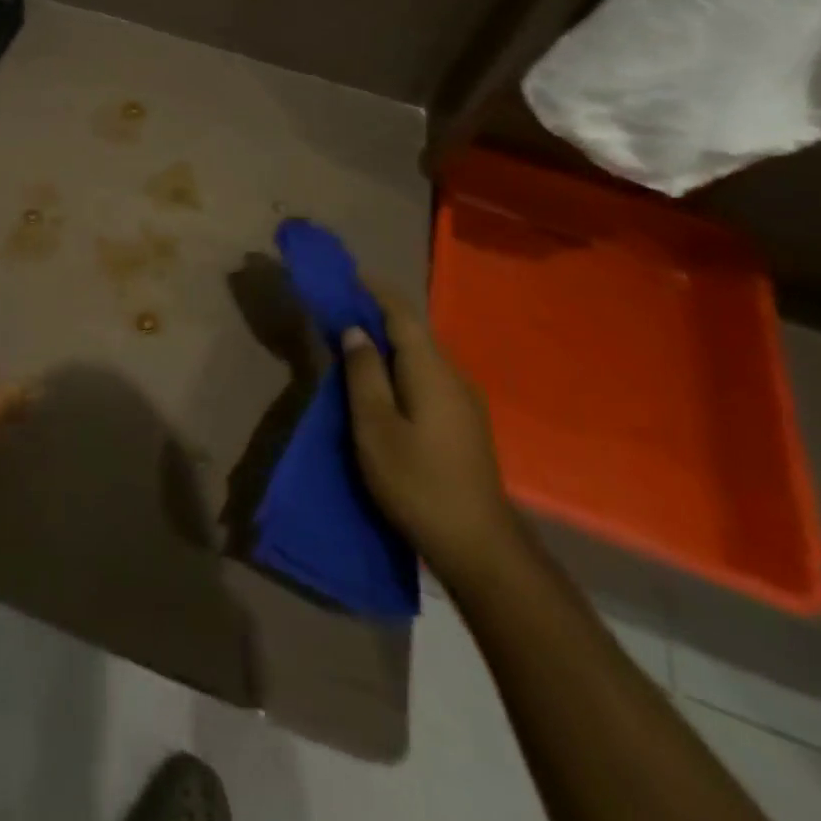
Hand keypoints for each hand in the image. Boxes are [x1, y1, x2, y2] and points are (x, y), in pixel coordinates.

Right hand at [343, 289, 523, 588]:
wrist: (480, 547)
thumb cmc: (418, 482)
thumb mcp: (375, 427)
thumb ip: (364, 374)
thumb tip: (356, 330)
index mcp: (431, 370)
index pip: (402, 313)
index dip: (374, 290)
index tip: (346, 273)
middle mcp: (453, 376)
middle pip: (413, 331)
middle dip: (377, 313)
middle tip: (340, 308)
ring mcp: (465, 401)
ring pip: (421, 355)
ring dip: (388, 341)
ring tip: (354, 341)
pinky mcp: (465, 423)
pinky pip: (427, 376)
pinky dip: (400, 365)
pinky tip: (383, 382)